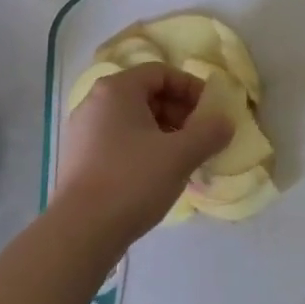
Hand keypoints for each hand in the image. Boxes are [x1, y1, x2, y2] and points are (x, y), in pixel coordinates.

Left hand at [52, 63, 233, 246]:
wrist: (81, 231)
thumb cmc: (133, 181)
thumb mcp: (181, 154)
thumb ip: (209, 132)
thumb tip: (225, 122)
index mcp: (116, 90)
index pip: (161, 73)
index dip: (191, 88)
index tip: (211, 112)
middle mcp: (94, 103)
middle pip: (146, 94)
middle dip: (179, 112)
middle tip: (201, 137)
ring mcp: (83, 131)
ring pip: (133, 120)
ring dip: (164, 132)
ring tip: (184, 158)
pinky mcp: (79, 158)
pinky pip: (118, 140)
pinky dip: (143, 148)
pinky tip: (158, 174)